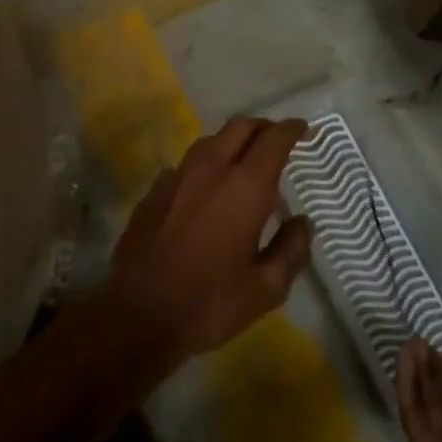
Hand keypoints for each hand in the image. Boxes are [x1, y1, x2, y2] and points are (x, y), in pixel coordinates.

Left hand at [105, 116, 312, 370]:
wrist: (137, 315)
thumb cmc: (208, 303)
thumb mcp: (265, 289)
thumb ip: (291, 250)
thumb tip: (302, 222)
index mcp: (244, 188)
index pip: (273, 140)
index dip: (291, 130)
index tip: (304, 130)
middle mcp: (210, 170)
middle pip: (240, 127)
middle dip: (263, 127)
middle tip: (278, 141)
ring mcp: (177, 177)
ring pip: (210, 141)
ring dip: (233, 142)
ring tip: (245, 164)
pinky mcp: (154, 190)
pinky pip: (187, 164)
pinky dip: (206, 165)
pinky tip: (208, 190)